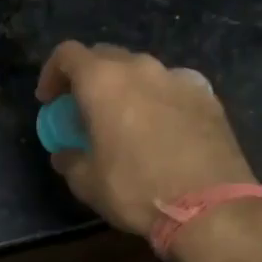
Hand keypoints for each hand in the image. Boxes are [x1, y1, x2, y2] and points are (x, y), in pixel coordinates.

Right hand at [36, 41, 258, 237]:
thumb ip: (70, 158)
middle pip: (105, 56)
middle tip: (84, 108)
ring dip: (126, 86)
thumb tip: (66, 153)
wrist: (212, 207)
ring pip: (141, 70)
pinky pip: (173, 86)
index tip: (49, 100)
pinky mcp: (208, 96)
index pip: (67, 54)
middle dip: (88, 77)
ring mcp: (178, 78)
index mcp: (102, 80)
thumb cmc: (136, 189)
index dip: (51, 73)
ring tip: (126, 117)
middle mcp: (140, 68)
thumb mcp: (87, 182)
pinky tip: (163, 126)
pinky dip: (160, 98)